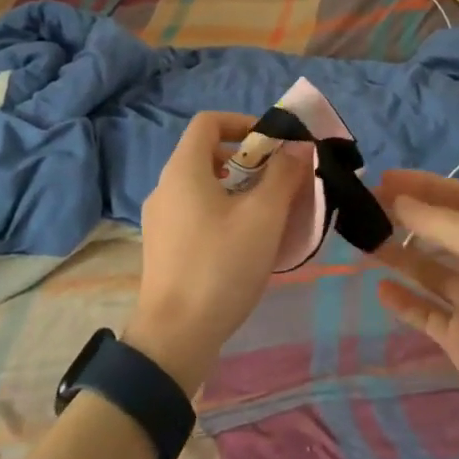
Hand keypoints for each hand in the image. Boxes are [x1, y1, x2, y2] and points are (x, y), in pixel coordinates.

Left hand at [127, 111, 310, 394]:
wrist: (175, 336)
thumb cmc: (221, 266)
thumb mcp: (263, 217)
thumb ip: (284, 175)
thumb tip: (298, 146)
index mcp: (183, 170)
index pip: (208, 122)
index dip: (242, 122)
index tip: (273, 145)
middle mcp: (165, 187)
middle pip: (206, 154)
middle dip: (247, 161)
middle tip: (278, 182)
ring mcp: (159, 219)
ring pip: (202, 187)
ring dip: (237, 189)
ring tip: (268, 215)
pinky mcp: (162, 247)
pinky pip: (194, 213)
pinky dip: (221, 212)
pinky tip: (245, 244)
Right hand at [372, 169, 458, 449]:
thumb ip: (444, 225)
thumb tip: (398, 200)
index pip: (457, 197)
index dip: (422, 184)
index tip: (382, 178)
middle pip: (439, 230)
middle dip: (404, 216)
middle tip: (364, 209)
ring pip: (427, 269)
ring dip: (397, 254)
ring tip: (362, 242)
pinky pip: (425, 312)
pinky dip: (403, 300)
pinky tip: (380, 290)